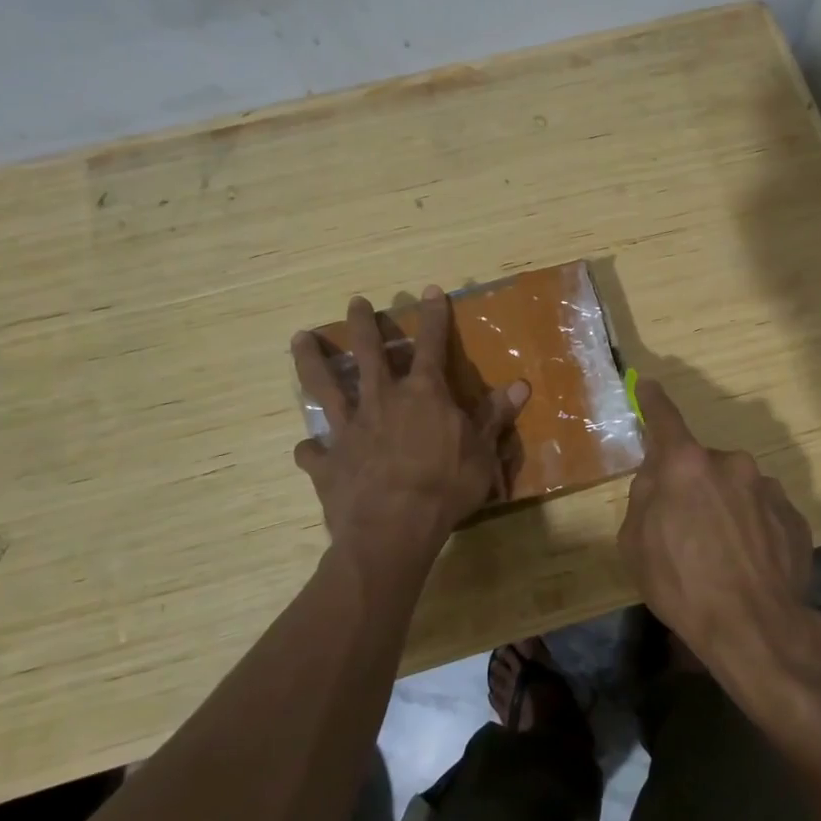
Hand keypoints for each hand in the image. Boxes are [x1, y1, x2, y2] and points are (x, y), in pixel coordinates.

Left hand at [292, 287, 528, 580]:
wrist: (393, 530)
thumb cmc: (446, 488)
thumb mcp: (483, 452)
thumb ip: (495, 417)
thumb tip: (520, 385)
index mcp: (423, 395)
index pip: (431, 345)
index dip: (432, 317)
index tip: (428, 291)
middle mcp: (382, 401)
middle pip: (369, 354)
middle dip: (363, 325)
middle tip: (355, 302)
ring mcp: (349, 429)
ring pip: (325, 386)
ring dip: (312, 361)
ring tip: (299, 338)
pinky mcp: (327, 461)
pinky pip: (312, 451)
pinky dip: (310, 449)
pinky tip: (306, 448)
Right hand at [615, 380, 816, 679]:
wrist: (757, 629)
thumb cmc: (683, 585)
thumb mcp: (636, 543)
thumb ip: (644, 497)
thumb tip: (657, 477)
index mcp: (685, 465)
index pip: (664, 418)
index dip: (653, 400)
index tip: (649, 384)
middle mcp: (730, 463)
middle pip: (701, 464)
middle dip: (692, 486)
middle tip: (687, 528)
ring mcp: (767, 487)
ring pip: (735, 488)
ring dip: (726, 507)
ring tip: (724, 555)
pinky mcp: (794, 515)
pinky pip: (763, 511)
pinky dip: (753, 527)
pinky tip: (750, 563)